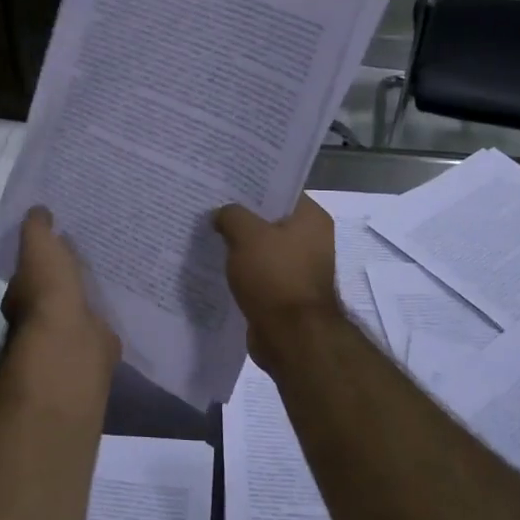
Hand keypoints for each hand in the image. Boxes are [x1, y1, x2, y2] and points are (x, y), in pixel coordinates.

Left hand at [3, 208, 120, 367]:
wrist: (71, 339)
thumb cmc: (48, 290)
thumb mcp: (38, 245)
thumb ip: (37, 227)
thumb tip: (38, 209)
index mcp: (21, 291)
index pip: (30, 270)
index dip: (43, 255)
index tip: (61, 239)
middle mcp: (39, 314)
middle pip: (54, 288)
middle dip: (67, 274)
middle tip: (89, 253)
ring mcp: (67, 331)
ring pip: (78, 304)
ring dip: (88, 292)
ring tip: (111, 270)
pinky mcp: (93, 342)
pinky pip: (100, 321)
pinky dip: (107, 310)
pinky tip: (122, 296)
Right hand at [213, 197, 341, 356]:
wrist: (290, 337)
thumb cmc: (274, 276)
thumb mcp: (246, 235)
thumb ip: (231, 215)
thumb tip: (221, 214)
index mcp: (311, 218)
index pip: (280, 190)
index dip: (252, 185)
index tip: (224, 181)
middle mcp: (311, 239)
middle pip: (270, 218)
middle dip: (241, 215)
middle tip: (210, 205)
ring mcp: (299, 268)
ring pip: (262, 246)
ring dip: (239, 244)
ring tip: (208, 232)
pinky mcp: (285, 292)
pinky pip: (259, 271)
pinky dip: (241, 268)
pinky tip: (216, 263)